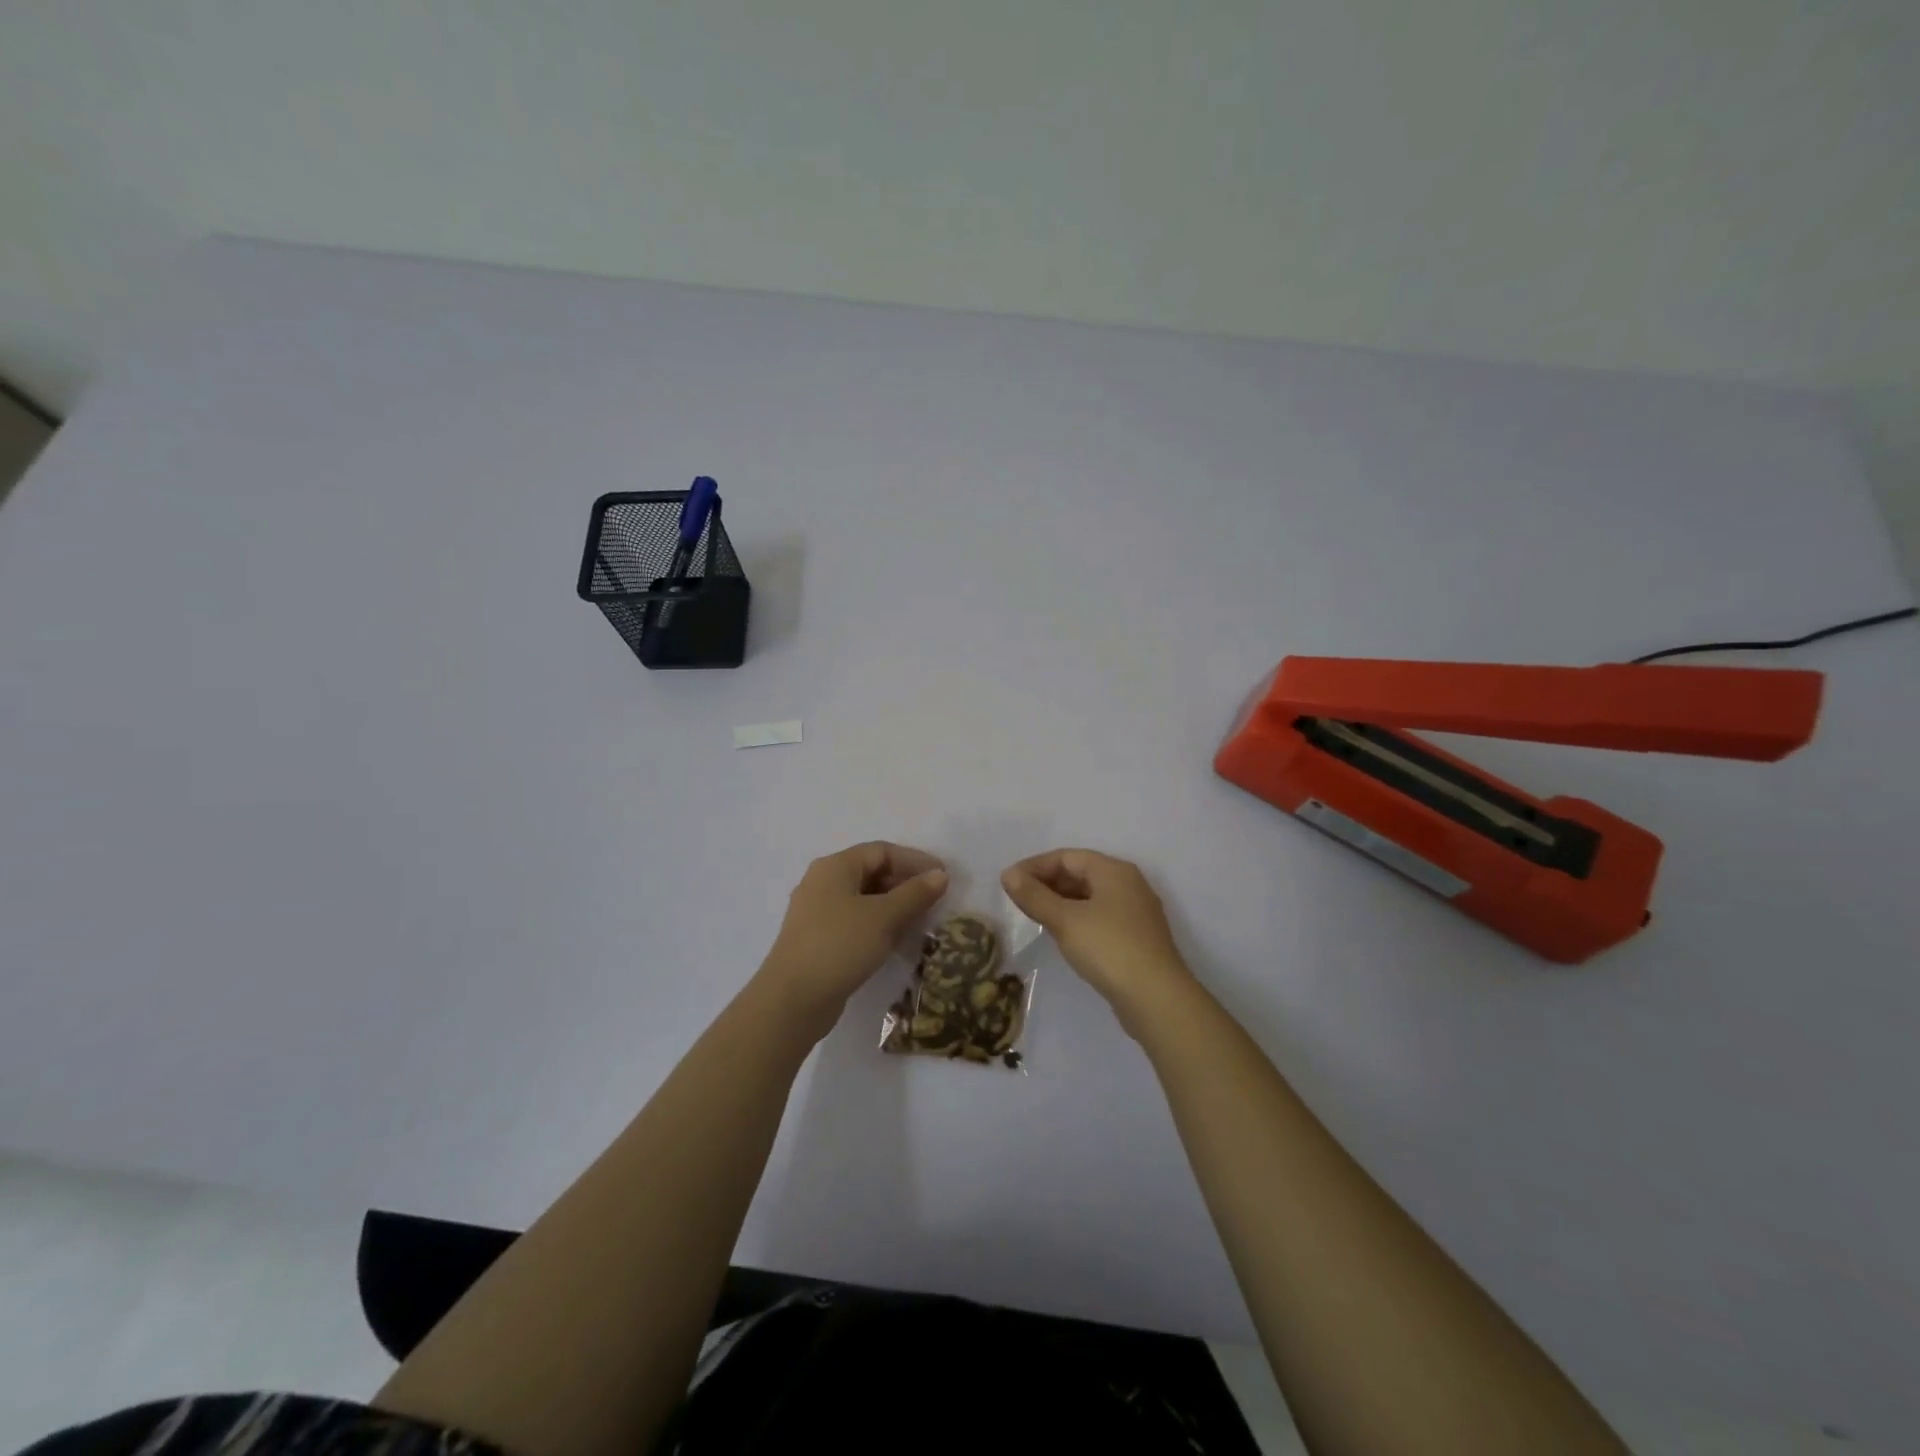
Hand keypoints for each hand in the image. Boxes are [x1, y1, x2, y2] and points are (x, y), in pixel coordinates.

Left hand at [756, 842, 948, 1039]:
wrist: (792, 1000)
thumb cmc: (840, 946)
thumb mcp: (884, 917)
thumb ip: (915, 894)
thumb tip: (941, 875)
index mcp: (835, 867)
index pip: (882, 851)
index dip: (915, 860)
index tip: (944, 876)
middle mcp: (822, 882)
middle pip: (871, 872)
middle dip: (905, 883)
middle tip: (935, 900)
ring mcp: (817, 912)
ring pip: (864, 898)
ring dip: (894, 905)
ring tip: (922, 920)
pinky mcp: (818, 939)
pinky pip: (855, 920)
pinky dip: (879, 924)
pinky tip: (896, 940)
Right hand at [1001, 849, 1195, 1033]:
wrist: (1157, 999)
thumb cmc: (1108, 948)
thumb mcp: (1065, 920)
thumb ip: (1034, 896)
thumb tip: (1008, 874)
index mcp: (1114, 870)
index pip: (1067, 857)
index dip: (1035, 866)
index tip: (1008, 881)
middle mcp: (1128, 884)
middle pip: (1081, 873)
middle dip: (1047, 882)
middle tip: (1017, 899)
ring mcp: (1136, 912)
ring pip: (1091, 896)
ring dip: (1061, 901)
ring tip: (1034, 915)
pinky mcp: (1137, 937)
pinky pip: (1100, 916)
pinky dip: (1077, 918)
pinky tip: (1062, 934)